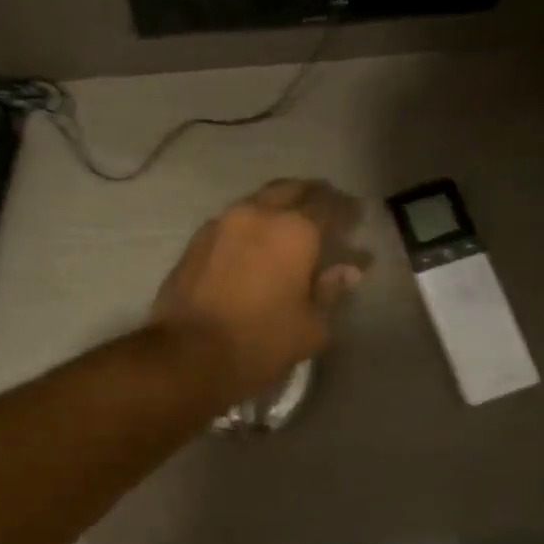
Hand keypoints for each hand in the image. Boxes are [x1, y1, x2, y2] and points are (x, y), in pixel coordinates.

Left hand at [150, 179, 370, 403]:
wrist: (187, 354)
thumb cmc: (260, 342)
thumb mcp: (311, 326)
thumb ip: (330, 291)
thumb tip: (347, 270)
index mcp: (294, 230)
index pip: (329, 206)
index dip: (346, 211)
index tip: (356, 217)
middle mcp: (258, 214)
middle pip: (291, 190)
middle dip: (312, 196)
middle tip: (326, 209)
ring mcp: (222, 223)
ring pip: (258, 201)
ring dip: (278, 207)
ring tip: (290, 225)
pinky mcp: (197, 239)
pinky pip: (233, 221)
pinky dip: (251, 224)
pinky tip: (255, 243)